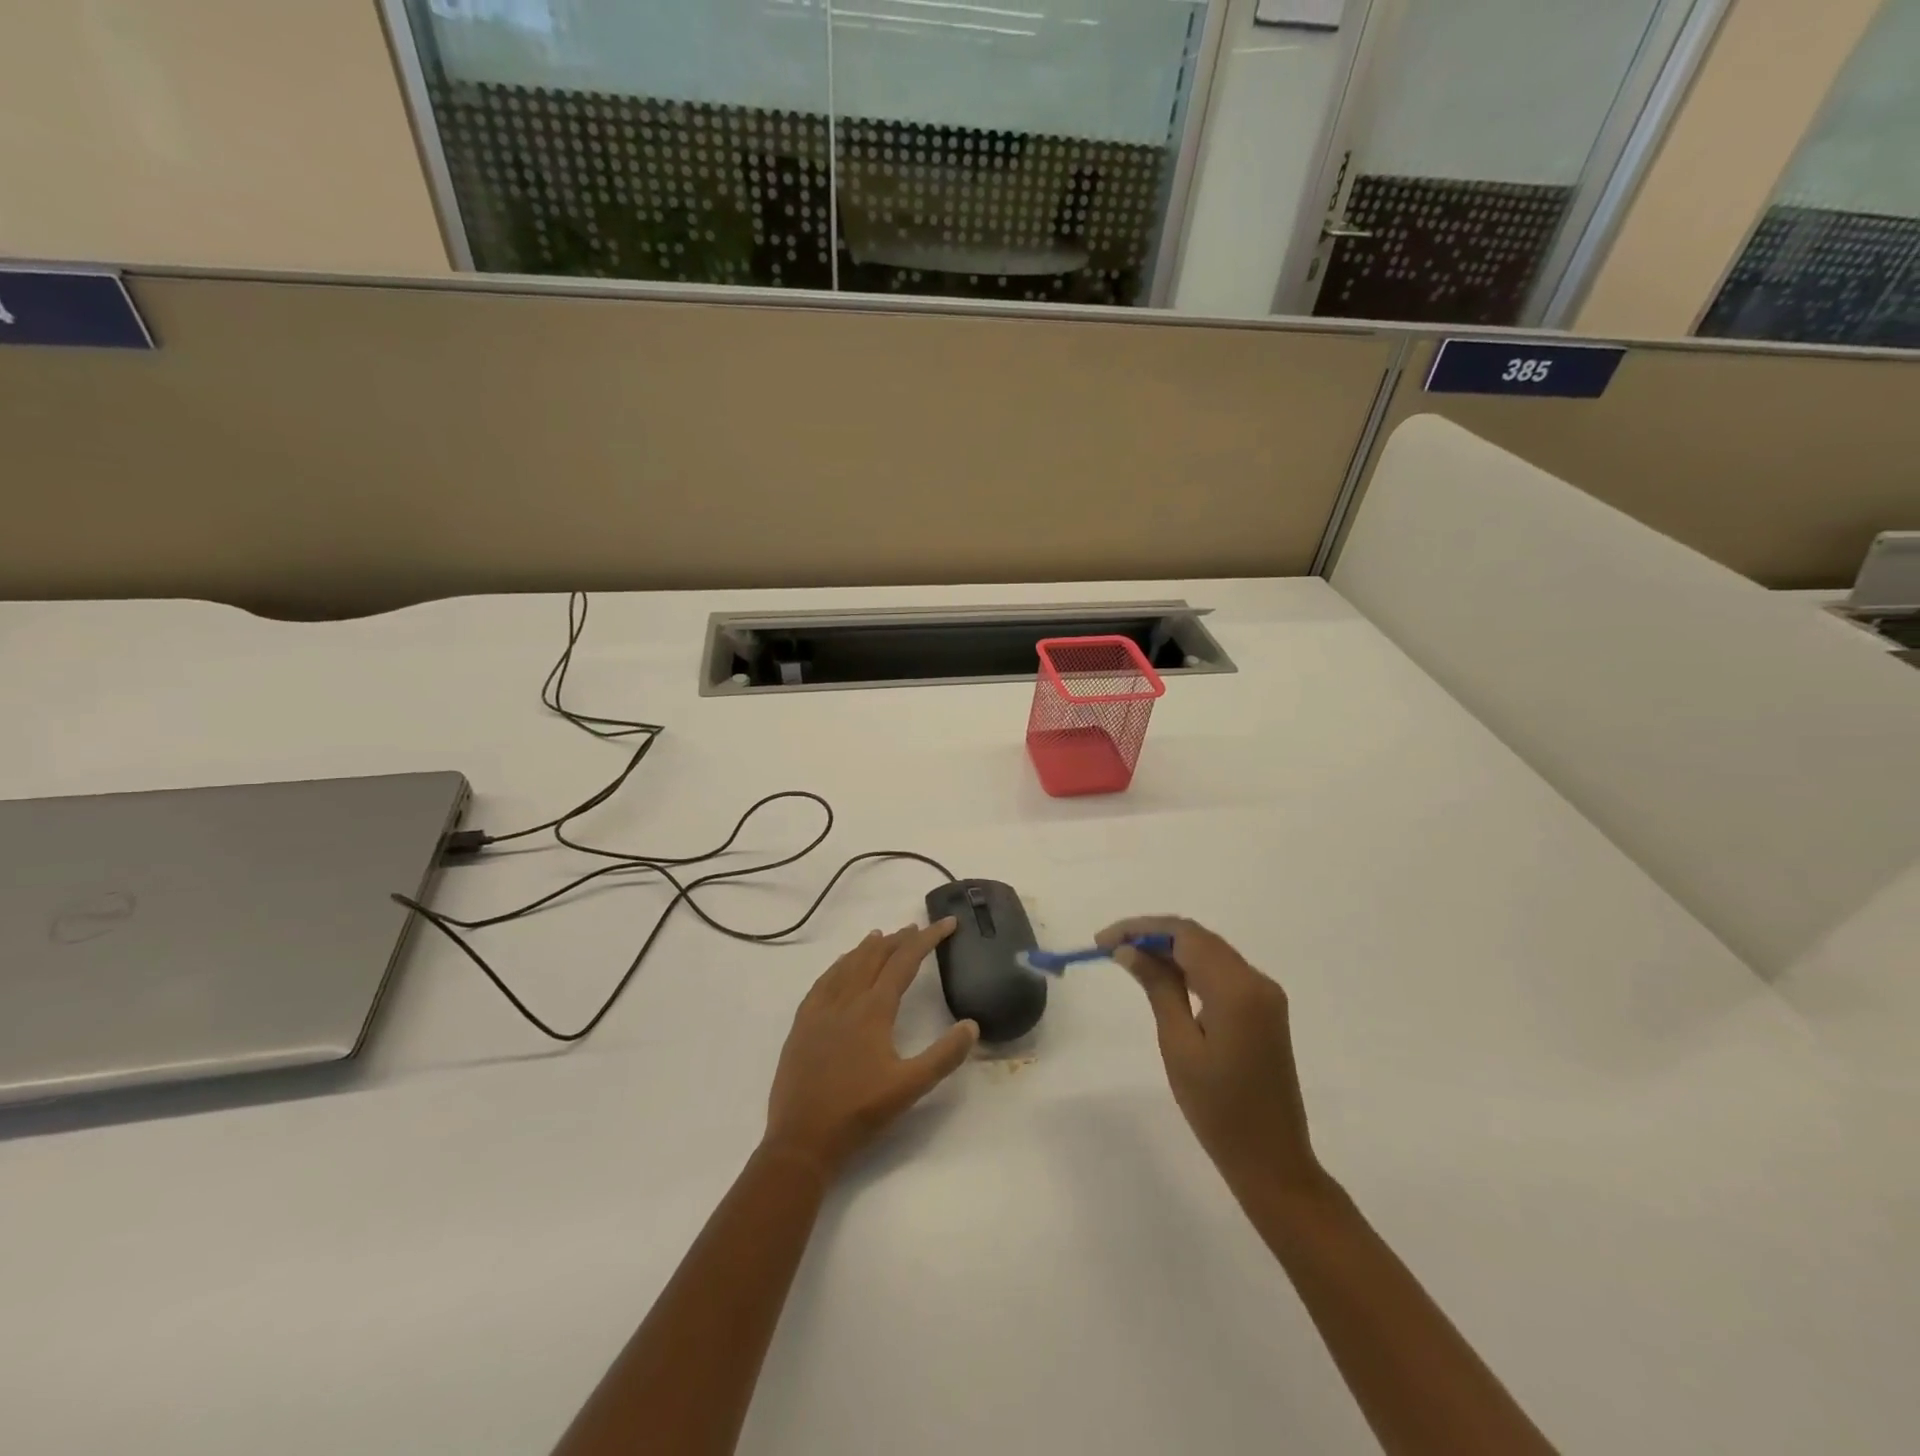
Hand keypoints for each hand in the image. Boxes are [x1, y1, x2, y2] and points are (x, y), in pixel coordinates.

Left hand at [764, 921, 977, 1179]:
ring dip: (867, 948)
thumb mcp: (910, 1088)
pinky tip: (840, 969)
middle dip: (898, 939)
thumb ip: (944, 1056)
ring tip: (880, 936)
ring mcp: (819, 1011)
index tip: (946, 923)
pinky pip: (822, 982)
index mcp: (873, 1010)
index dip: (927, 939)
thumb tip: (972, 1025)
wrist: (802, 1140)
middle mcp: (846, 1000)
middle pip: (874, 956)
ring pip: (847, 965)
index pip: (904, 962)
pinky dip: (838, 966)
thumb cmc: (859, 1112)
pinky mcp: (802, 1025)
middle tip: (917, 929)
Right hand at [1097, 917, 1324, 1201]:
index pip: (1184, 935)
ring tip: (1127, 959)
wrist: (1272, 1160)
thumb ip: (1158, 988)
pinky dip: (1190, 967)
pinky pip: (1222, 973)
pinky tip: (1163, 978)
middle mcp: (1256, 980)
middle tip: (1109, 948)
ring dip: (1170, 950)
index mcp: (1236, 988)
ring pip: (1210, 952)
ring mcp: (1265, 995)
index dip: (1140, 928)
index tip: (1102, 941)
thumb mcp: (1178, 1045)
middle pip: (1199, 938)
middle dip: (1152, 935)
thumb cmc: (1218, 1109)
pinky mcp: (1264, 1009)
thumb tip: (1129, 950)